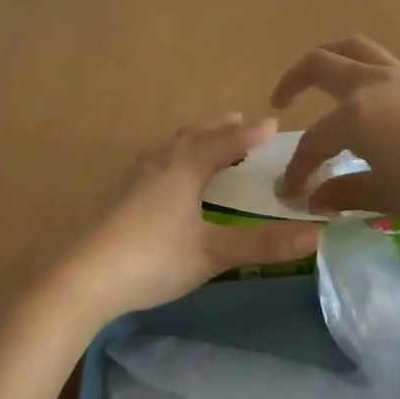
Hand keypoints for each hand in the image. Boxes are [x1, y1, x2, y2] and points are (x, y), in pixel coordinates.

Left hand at [47, 115, 321, 325]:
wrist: (81, 276)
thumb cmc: (152, 259)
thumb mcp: (212, 254)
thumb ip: (263, 245)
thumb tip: (318, 236)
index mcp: (185, 167)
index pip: (226, 142)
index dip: (251, 134)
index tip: (273, 124)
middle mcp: (160, 162)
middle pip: (195, 135)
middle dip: (221, 128)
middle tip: (241, 122)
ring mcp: (134, 176)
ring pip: (171, 144)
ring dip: (195, 137)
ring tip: (207, 139)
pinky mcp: (118, 193)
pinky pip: (155, 159)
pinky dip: (173, 153)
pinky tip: (166, 174)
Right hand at [270, 37, 399, 244]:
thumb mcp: (391, 197)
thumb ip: (346, 191)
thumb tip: (312, 199)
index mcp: (357, 114)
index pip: (314, 141)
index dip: (297, 169)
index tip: (288, 194)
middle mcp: (374, 83)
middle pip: (322, 64)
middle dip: (293, 81)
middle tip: (280, 102)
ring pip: (355, 49)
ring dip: (329, 61)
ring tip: (319, 84)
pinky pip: (382, 64)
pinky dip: (361, 73)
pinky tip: (369, 107)